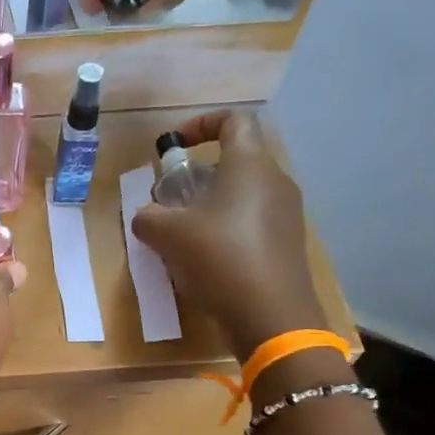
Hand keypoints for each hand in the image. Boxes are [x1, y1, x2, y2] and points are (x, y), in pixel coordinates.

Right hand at [130, 111, 326, 359]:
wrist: (271, 315)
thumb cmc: (219, 258)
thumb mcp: (167, 235)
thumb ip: (149, 217)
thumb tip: (147, 216)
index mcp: (249, 164)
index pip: (233, 120)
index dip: (200, 124)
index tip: (174, 147)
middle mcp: (275, 180)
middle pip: (234, 160)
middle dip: (197, 175)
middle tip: (169, 200)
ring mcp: (286, 213)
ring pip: (242, 193)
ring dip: (209, 205)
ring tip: (181, 234)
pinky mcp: (286, 243)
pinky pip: (251, 221)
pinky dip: (225, 228)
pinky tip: (204, 259)